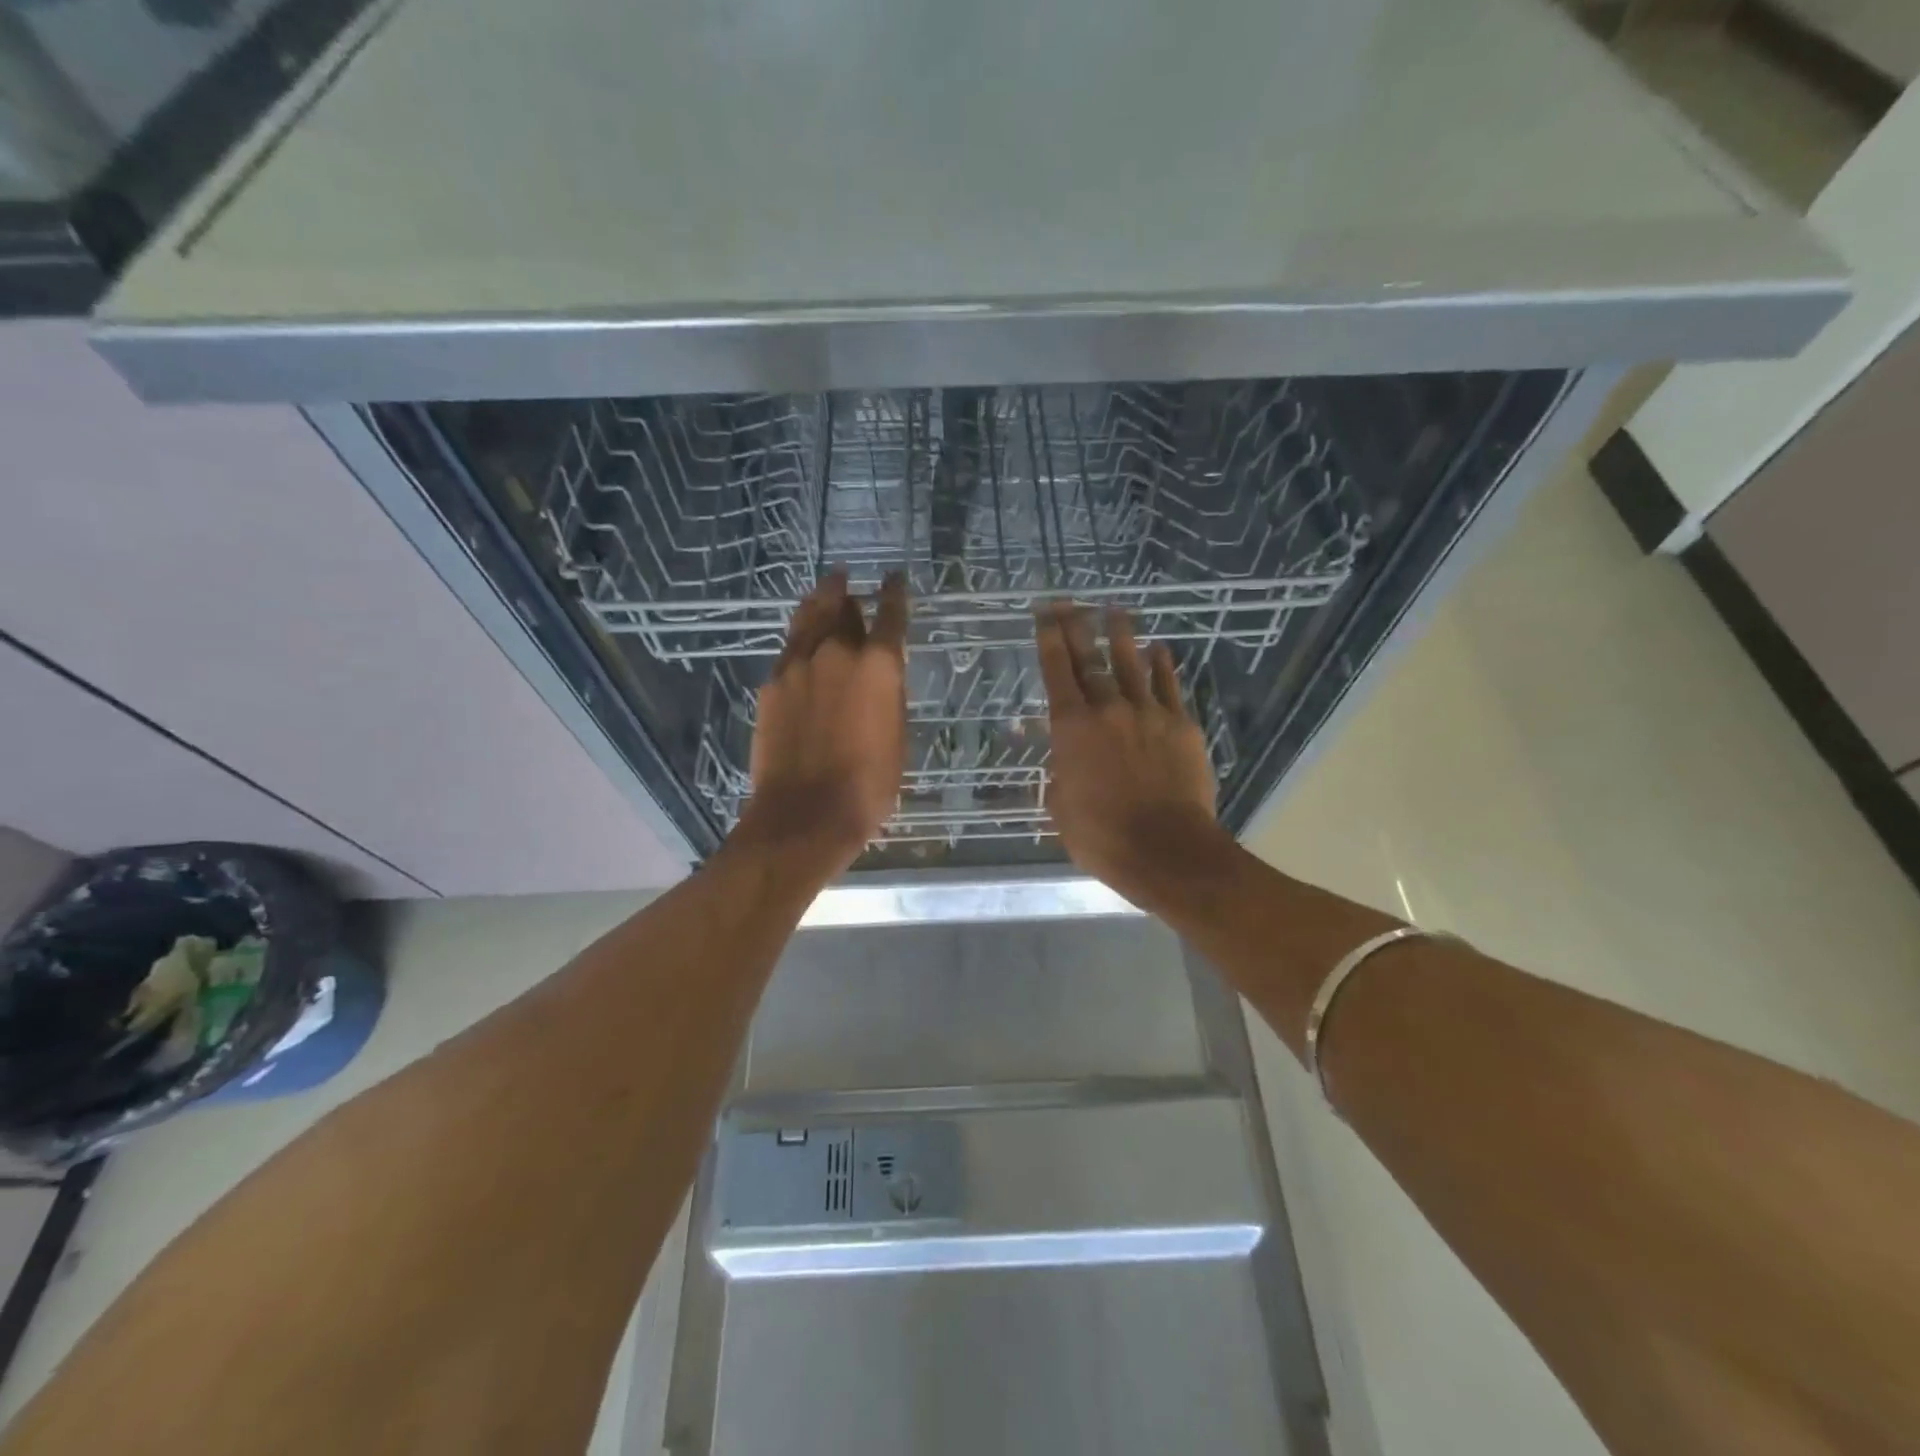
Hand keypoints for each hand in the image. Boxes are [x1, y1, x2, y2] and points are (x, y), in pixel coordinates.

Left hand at [741, 570, 908, 870]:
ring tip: (825, 589)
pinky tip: (802, 641)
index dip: (894, 593)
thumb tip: (878, 676)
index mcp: (877, 665)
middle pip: (842, 608)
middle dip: (849, 595)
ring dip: (820, 601)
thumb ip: (887, 696)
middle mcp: (836, 653)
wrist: (804, 813)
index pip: (890, 615)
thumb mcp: (895, 737)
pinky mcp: (771, 685)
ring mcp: (797, 665)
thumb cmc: (867, 785)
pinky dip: (800, 638)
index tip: (894, 578)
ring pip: (809, 618)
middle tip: (849, 583)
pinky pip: (789, 648)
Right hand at [1036, 604, 1223, 900]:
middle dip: (1076, 627)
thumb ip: (1058, 773)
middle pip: (1090, 658)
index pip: (1056, 671)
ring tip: (1114, 611)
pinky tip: (1159, 650)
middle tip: (1069, 603)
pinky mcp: (1181, 725)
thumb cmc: (1102, 836)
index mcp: (1071, 727)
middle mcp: (1107, 708)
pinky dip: (1162, 665)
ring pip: (1131, 663)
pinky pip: (1169, 686)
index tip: (1044, 614)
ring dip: (1121, 635)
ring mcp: (1148, 713)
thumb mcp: (1060, 807)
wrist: (1166, 849)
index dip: (1048, 638)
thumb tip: (1057, 757)